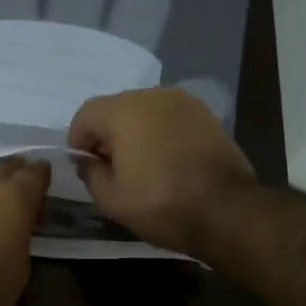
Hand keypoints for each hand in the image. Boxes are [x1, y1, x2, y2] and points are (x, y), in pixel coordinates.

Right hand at [68, 87, 256, 252]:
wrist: (227, 210)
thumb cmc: (161, 203)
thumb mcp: (112, 199)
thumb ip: (90, 173)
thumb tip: (86, 160)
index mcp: (124, 110)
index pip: (86, 115)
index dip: (79, 141)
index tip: (86, 167)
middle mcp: (153, 95)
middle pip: (116, 108)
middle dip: (108, 134)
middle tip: (112, 168)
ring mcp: (184, 102)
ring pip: (146, 111)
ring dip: (136, 132)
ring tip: (142, 165)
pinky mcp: (207, 115)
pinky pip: (171, 119)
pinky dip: (162, 133)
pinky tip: (167, 160)